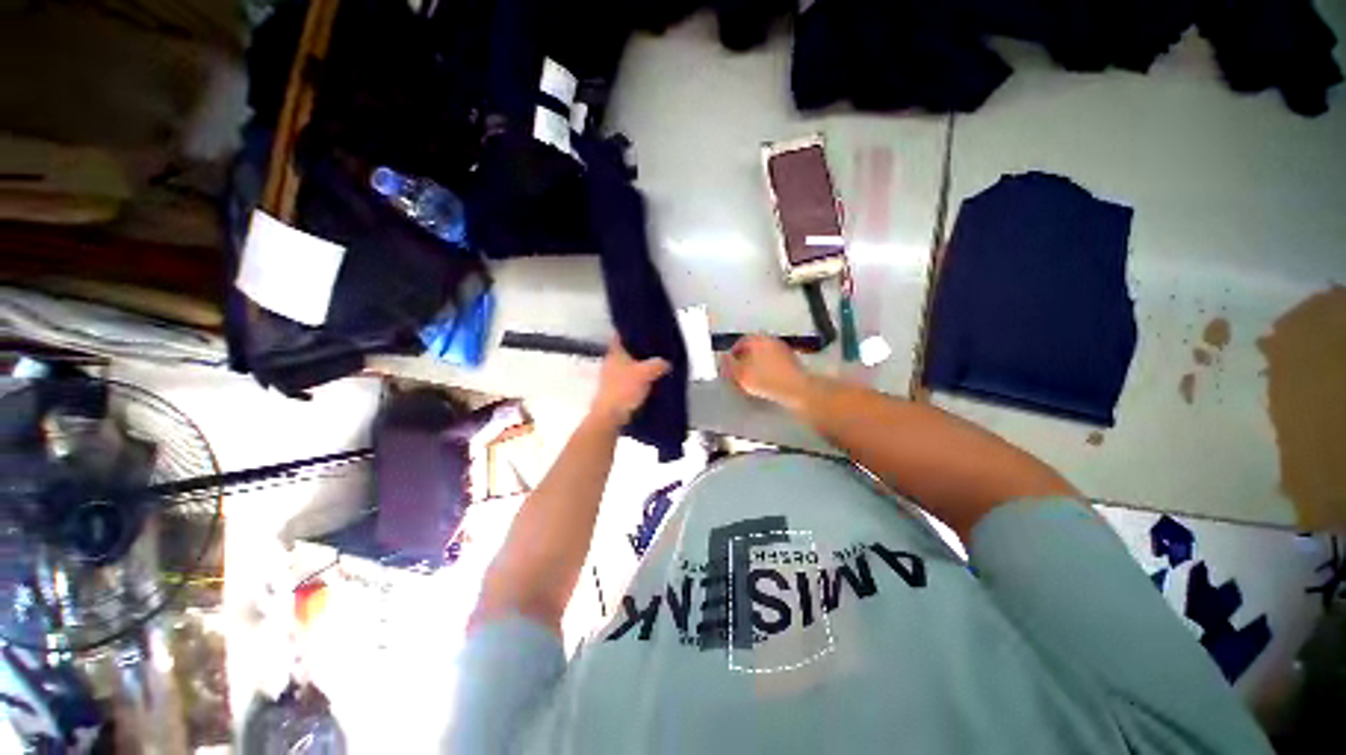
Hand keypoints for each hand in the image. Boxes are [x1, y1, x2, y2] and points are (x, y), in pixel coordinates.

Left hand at [590, 339, 670, 426]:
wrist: (611, 415)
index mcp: (615, 353)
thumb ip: (658, 365)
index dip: (631, 331)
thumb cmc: (624, 389)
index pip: (620, 335)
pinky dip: (636, 379)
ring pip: (627, 366)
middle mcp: (610, 362)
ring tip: (654, 366)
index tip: (643, 330)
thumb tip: (666, 363)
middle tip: (654, 349)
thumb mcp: (646, 373)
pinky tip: (648, 382)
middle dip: (638, 351)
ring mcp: (610, 376)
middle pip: (625, 351)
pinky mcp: (613, 389)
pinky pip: (628, 379)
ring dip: (638, 366)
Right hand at [723, 335, 815, 409]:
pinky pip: (774, 360)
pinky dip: (768, 367)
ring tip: (753, 377)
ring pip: (764, 353)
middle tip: (740, 372)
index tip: (730, 368)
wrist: (796, 388)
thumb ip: (729, 365)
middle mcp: (769, 339)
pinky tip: (767, 379)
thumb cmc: (765, 380)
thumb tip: (723, 357)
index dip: (732, 356)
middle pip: (752, 347)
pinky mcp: (791, 358)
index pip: (739, 343)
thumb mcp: (740, 374)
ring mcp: (782, 347)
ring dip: (757, 363)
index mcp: (756, 339)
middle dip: (745, 358)